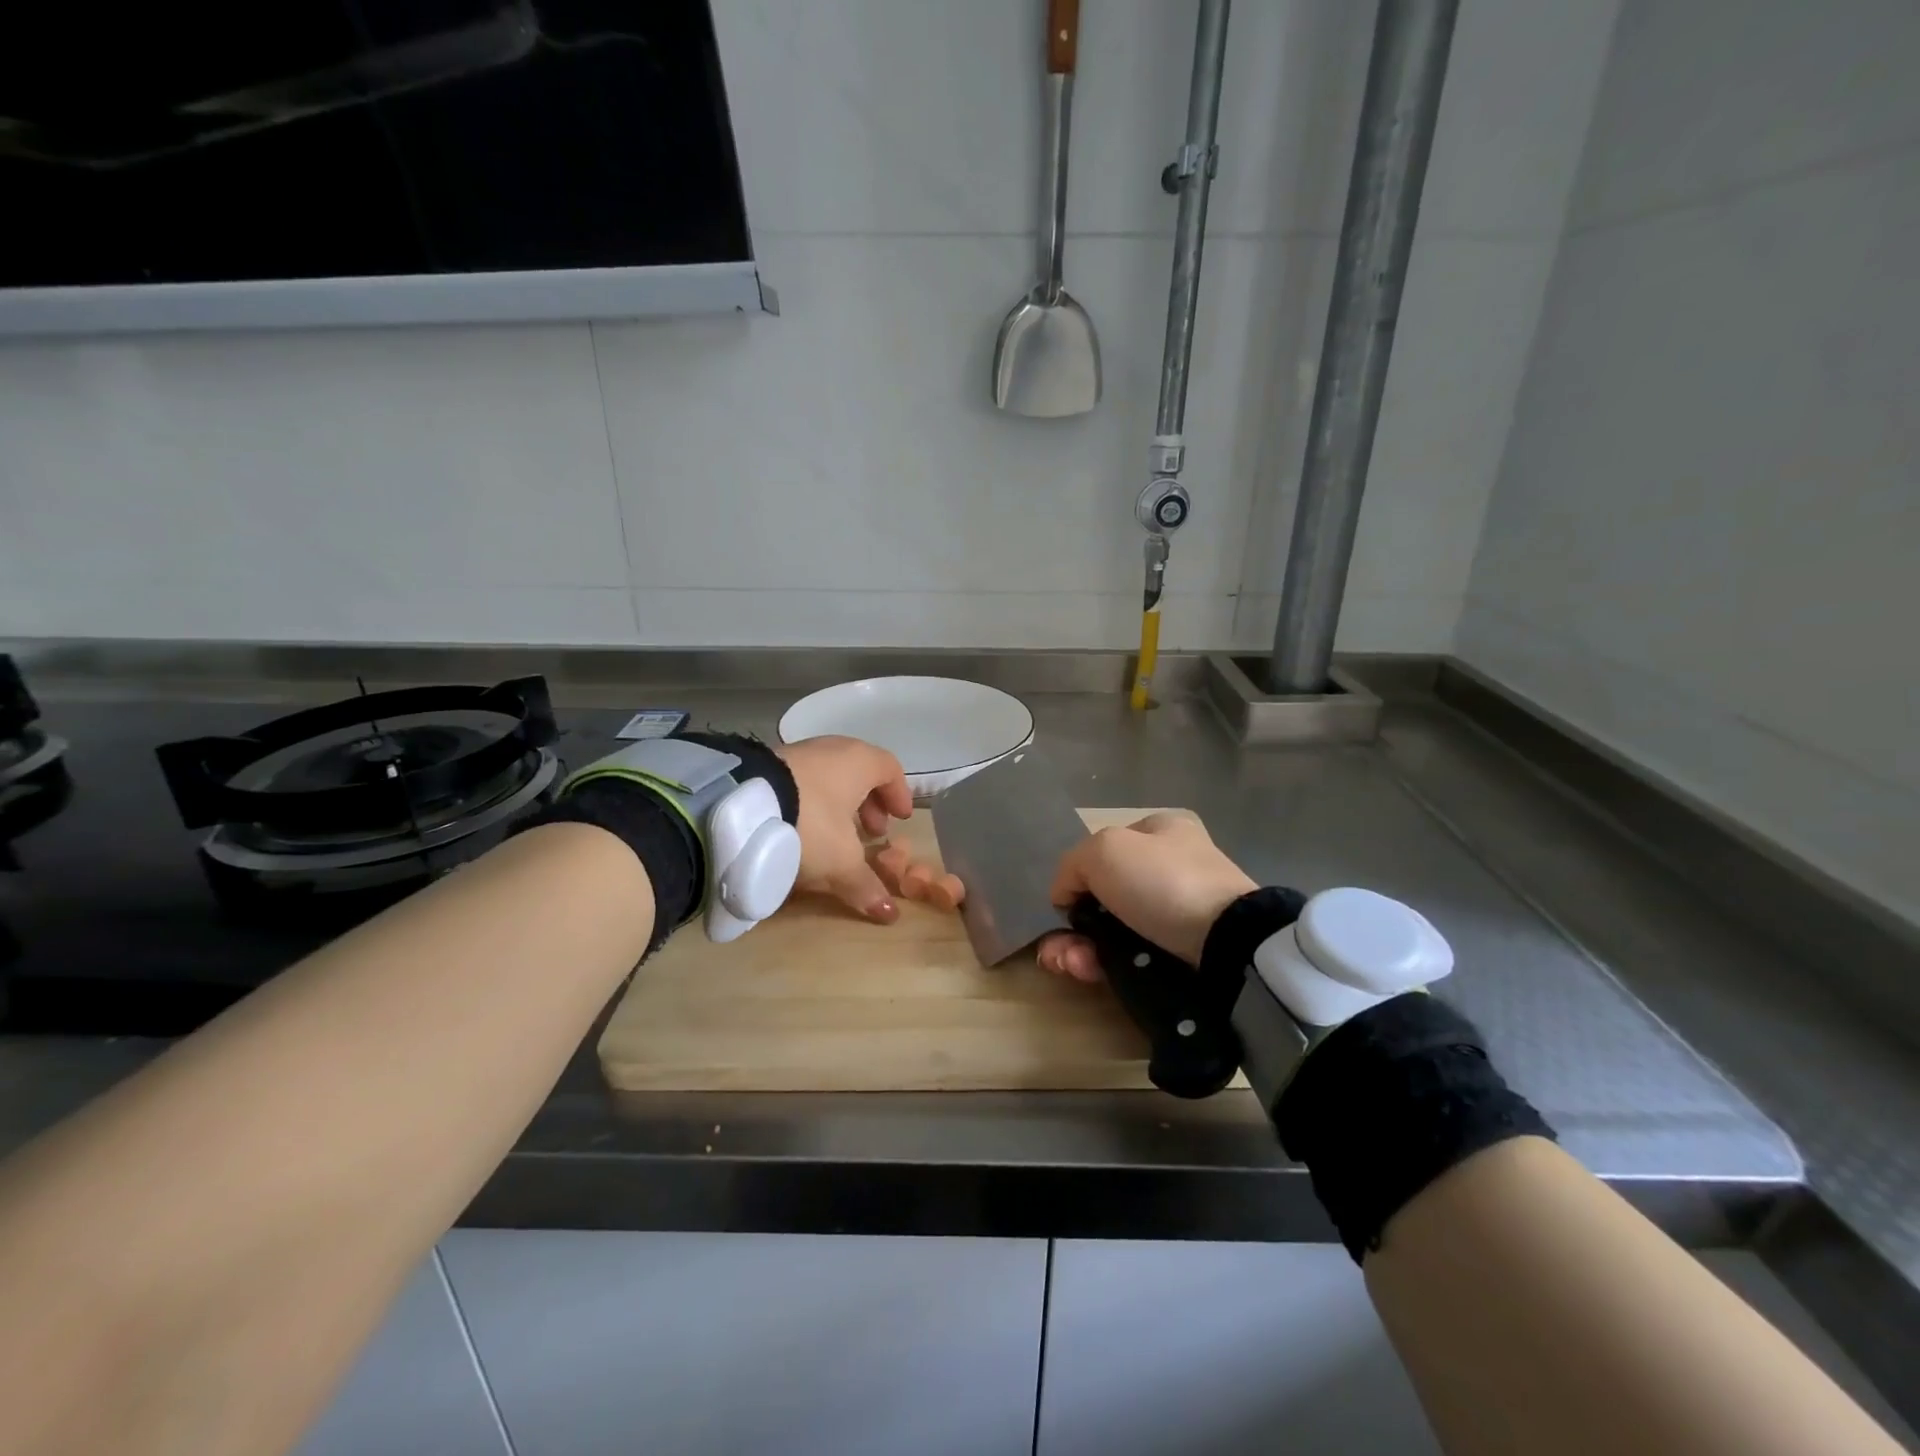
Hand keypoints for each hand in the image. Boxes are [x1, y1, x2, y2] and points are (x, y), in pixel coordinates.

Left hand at [777, 736, 913, 921]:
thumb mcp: (841, 861)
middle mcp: (832, 749)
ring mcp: (797, 753)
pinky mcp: (767, 764)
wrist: (740, 806)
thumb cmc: (810, 824)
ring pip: (829, 776)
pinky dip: (812, 802)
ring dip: (839, 803)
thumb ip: (866, 884)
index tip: (900, 819)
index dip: (899, 794)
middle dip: (869, 803)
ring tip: (837, 834)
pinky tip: (803, 828)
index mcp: (859, 761)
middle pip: (860, 772)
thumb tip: (889, 912)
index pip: (890, 768)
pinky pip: (802, 781)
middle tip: (872, 832)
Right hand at [1039, 811, 1255, 981]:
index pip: (1105, 850)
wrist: (1227, 943)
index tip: (1065, 904)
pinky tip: (1091, 974)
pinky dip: (1108, 966)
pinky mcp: (1187, 954)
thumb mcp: (1104, 850)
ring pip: (1115, 931)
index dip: (1078, 877)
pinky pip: (1135, 957)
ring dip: (1082, 950)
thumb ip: (1072, 866)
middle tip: (1057, 948)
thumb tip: (1065, 896)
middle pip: (1105, 897)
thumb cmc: (1164, 882)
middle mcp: (1173, 866)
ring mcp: (1182, 912)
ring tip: (1072, 965)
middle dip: (1075, 925)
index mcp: (1162, 830)